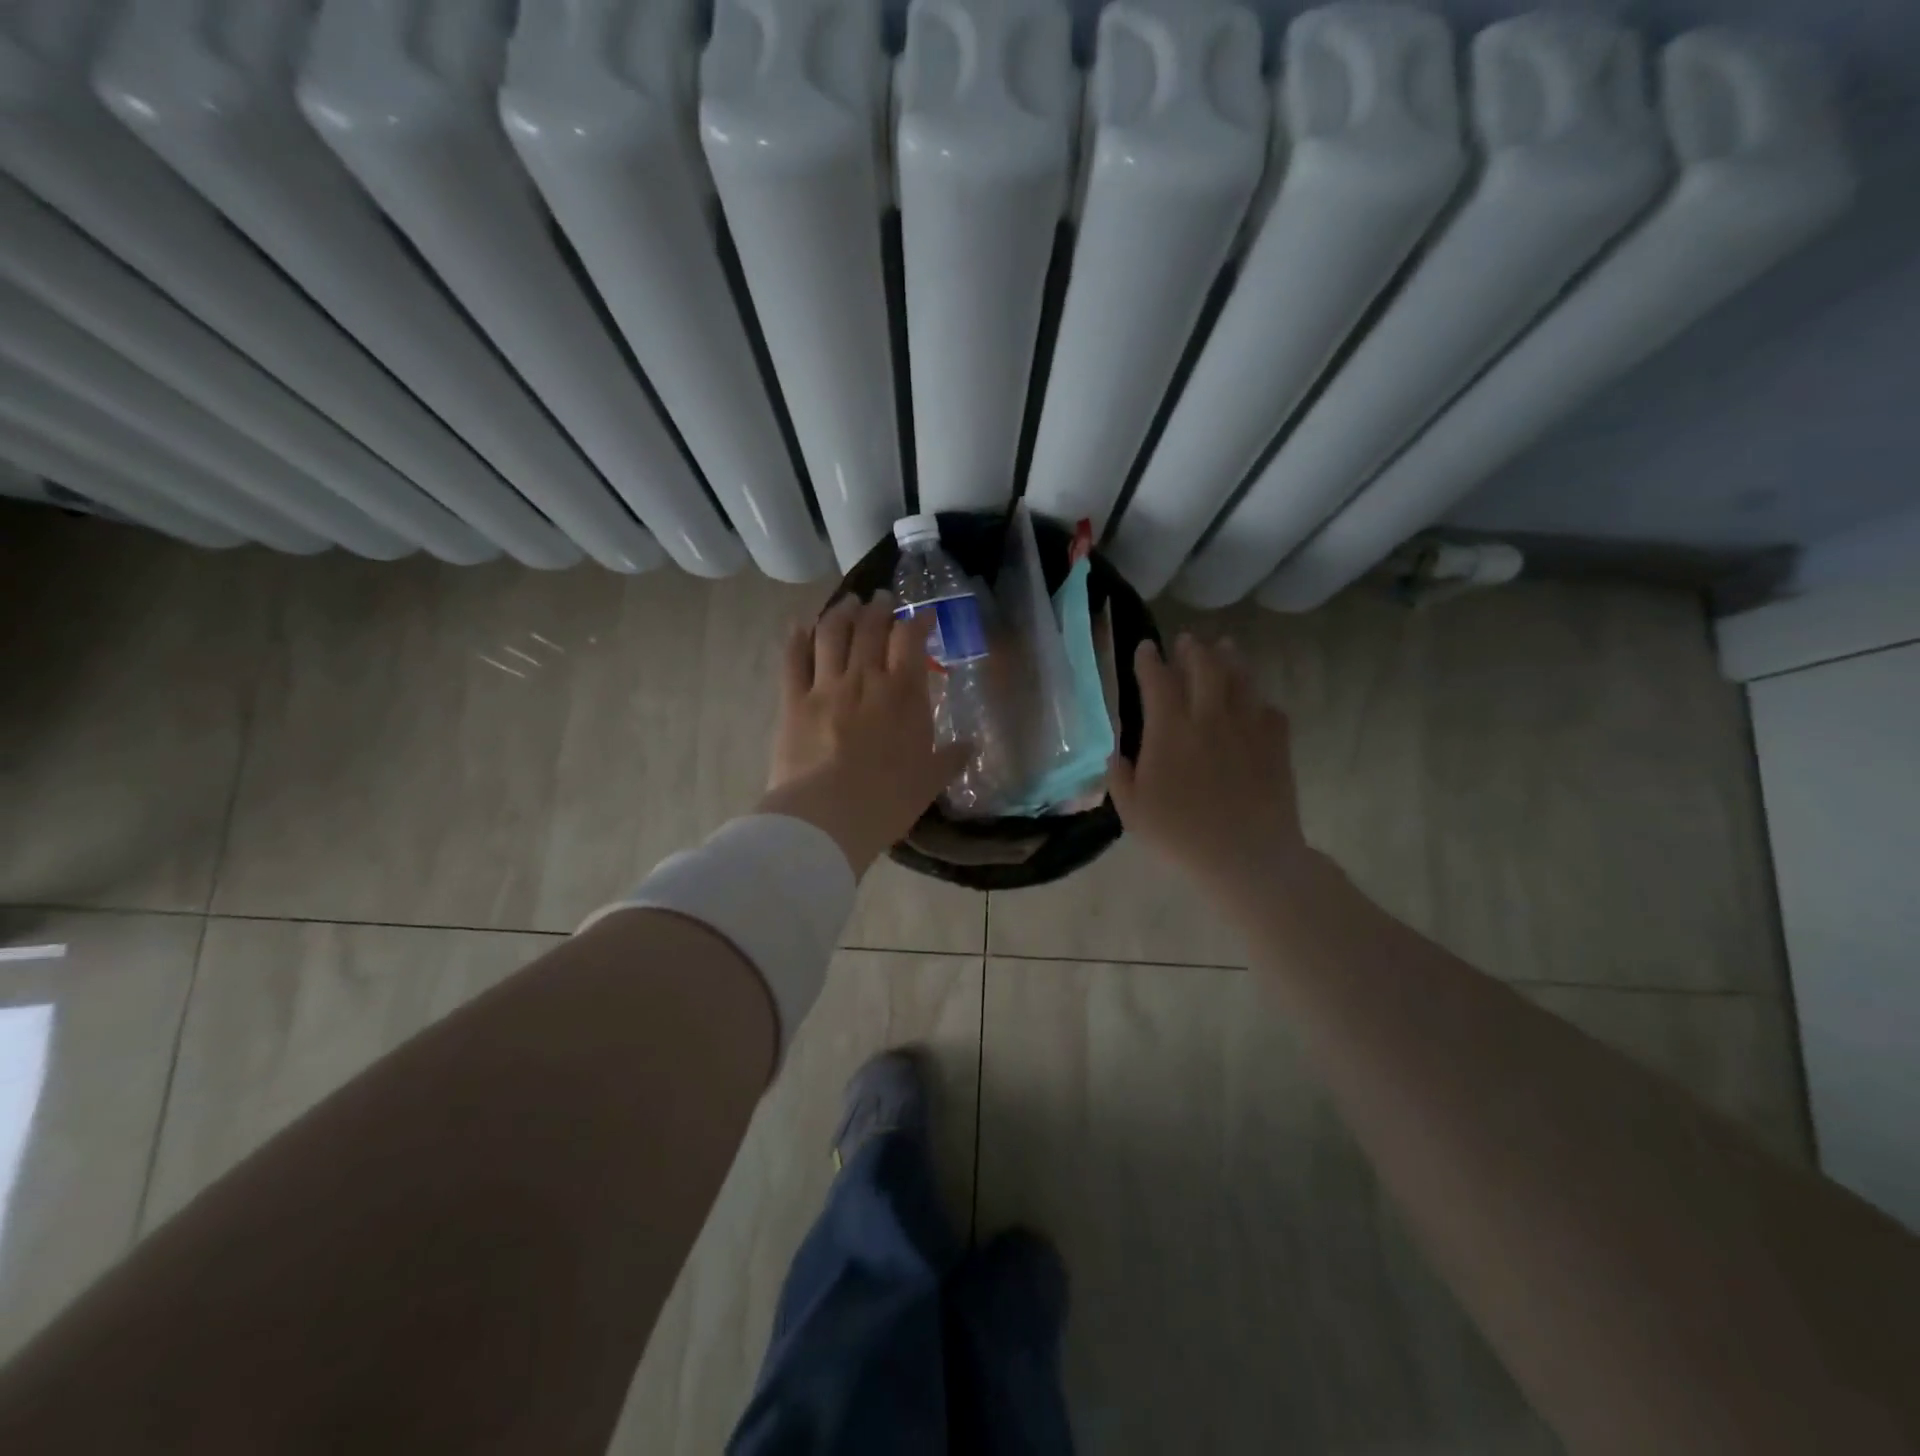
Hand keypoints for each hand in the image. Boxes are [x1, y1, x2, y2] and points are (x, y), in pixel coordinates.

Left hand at [759, 593, 968, 873]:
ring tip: (848, 603)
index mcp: (903, 694)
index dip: (918, 621)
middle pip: (870, 628)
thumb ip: (950, 759)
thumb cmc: (886, 801)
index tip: (923, 616)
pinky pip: (793, 659)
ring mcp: (825, 687)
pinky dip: (797, 638)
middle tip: (882, 599)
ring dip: (841, 612)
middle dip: (879, 608)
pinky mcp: (793, 701)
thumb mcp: (929, 782)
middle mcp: (865, 679)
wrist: (827, 818)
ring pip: (832, 634)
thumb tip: (970, 746)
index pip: (911, 641)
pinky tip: (800, 626)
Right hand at [1108, 634, 1315, 905]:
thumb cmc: (1181, 836)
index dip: (1149, 660)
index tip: (1146, 648)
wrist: (1247, 857)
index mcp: (1170, 730)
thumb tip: (1116, 754)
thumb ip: (1120, 777)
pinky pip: (1270, 711)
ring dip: (1230, 659)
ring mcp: (1247, 728)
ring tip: (1225, 648)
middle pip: (1204, 667)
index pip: (1157, 680)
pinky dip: (1260, 702)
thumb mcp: (1133, 812)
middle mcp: (1209, 718)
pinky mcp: (1276, 745)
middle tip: (1188, 641)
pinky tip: (1257, 705)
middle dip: (1193, 649)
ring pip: (1241, 679)